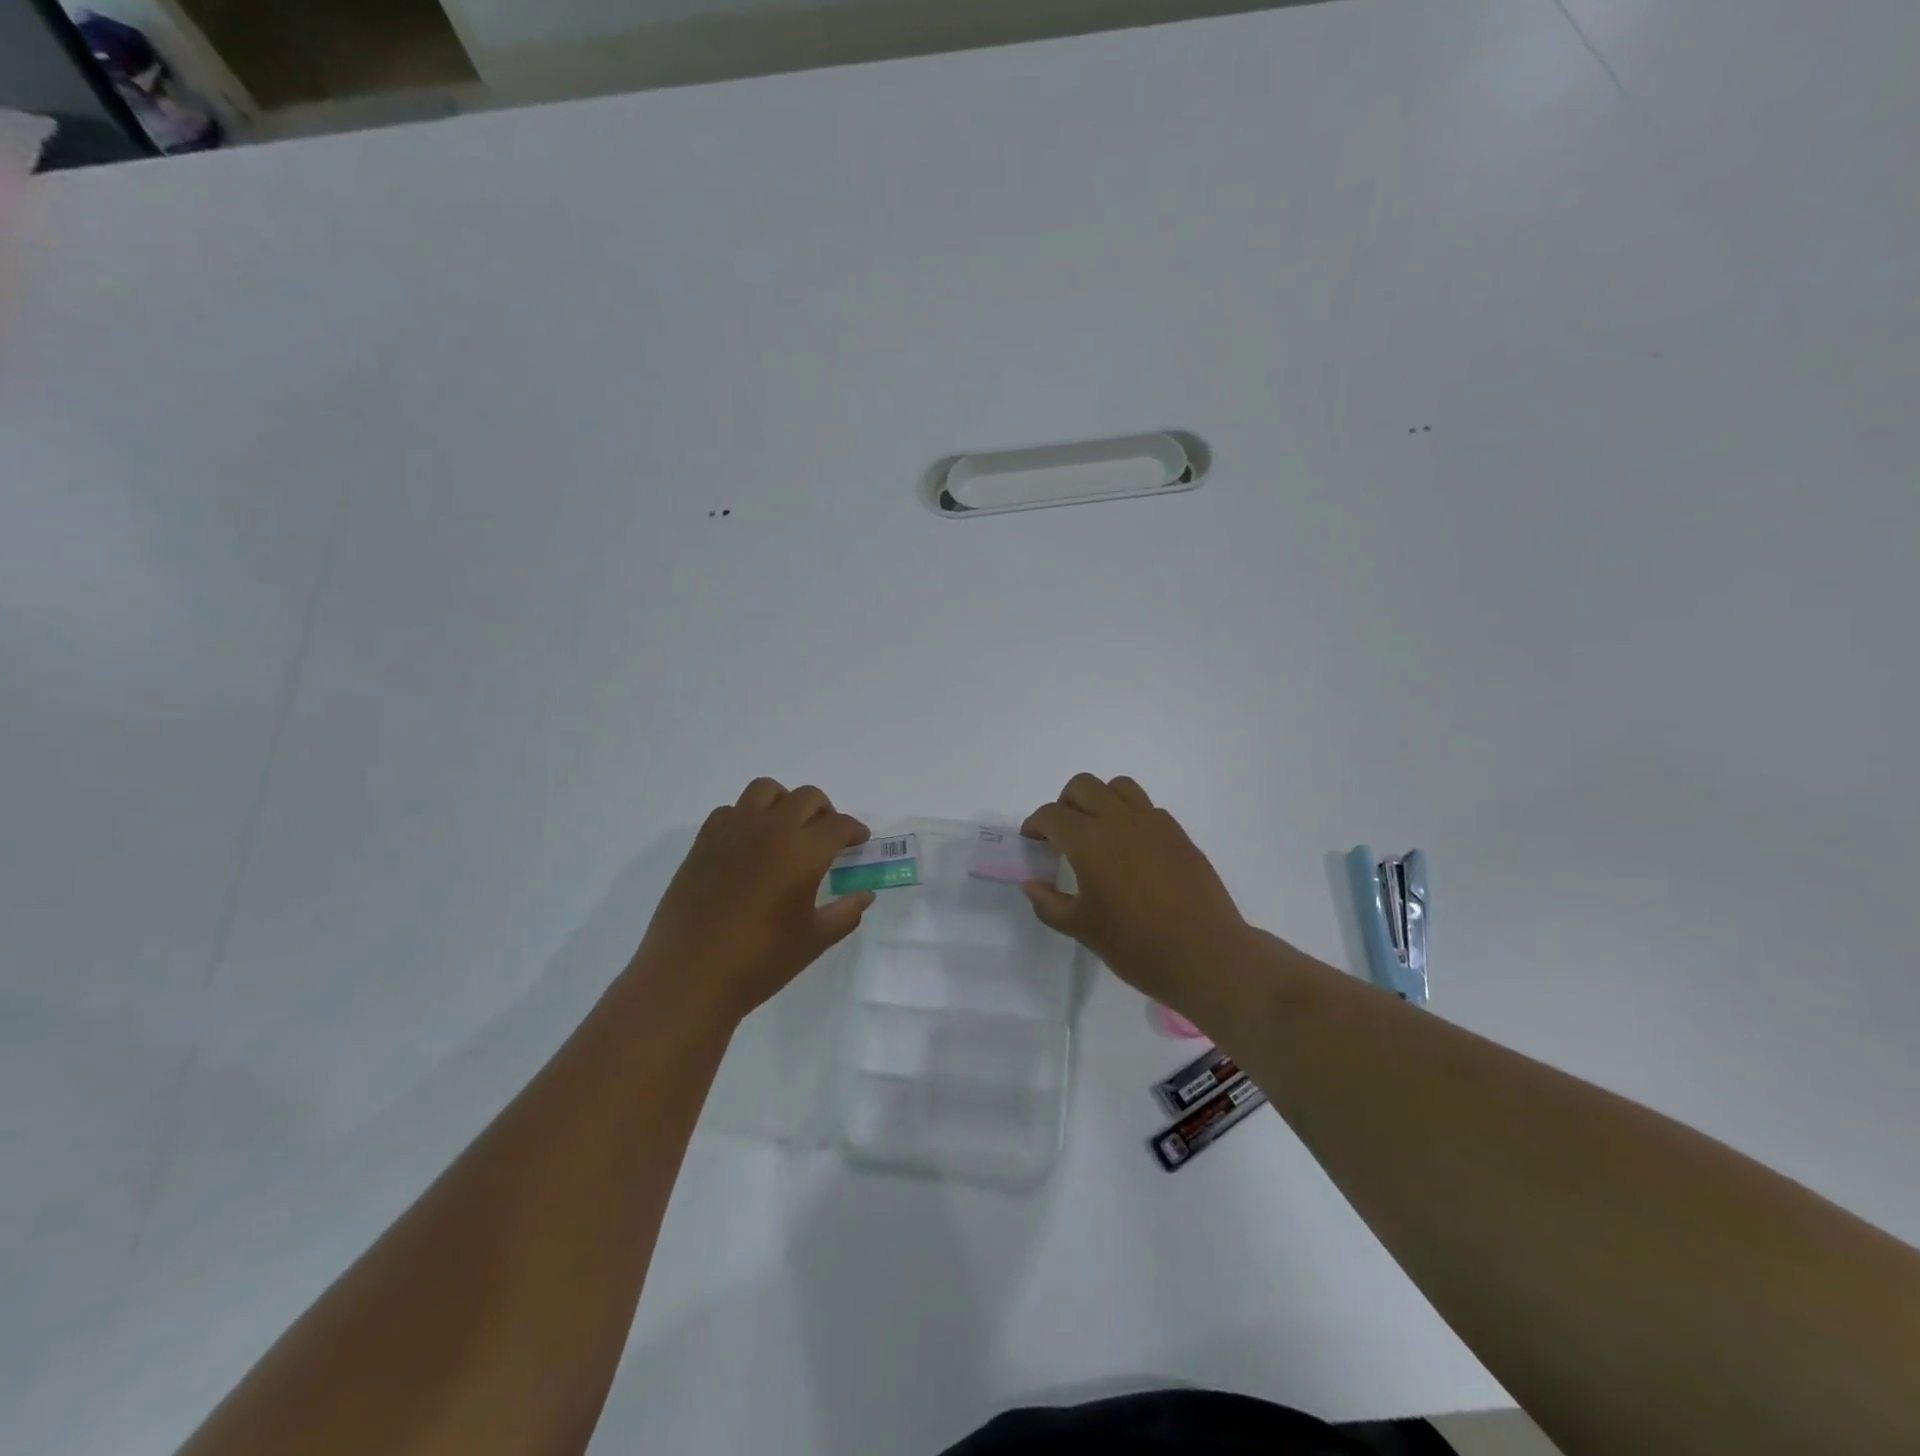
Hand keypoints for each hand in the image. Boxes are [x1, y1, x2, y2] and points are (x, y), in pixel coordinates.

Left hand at [632, 778, 872, 1023]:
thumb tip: (864, 894)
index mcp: (804, 851)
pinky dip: (747, 817)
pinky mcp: (704, 842)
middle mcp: (771, 829)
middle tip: (827, 838)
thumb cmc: (760, 961)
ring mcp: (734, 831)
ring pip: (766, 790)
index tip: (858, 843)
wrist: (689, 976)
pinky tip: (749, 846)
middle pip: (807, 797)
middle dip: (825, 812)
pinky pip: (731, 810)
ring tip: (787, 831)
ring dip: (785, 803)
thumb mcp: (814, 940)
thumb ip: (845, 912)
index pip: (839, 825)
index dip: (854, 831)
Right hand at [1021, 774, 1250, 1014]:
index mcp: (1089, 842)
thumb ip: (1049, 903)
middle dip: (1065, 804)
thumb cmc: (1137, 945)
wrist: (1206, 955)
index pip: (1051, 815)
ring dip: (1100, 800)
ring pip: (1119, 787)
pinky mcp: (1179, 834)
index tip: (1032, 842)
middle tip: (1062, 835)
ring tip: (1098, 832)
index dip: (1035, 825)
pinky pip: (1147, 808)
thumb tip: (1031, 885)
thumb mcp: (1082, 929)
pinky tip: (1132, 850)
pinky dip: (1130, 817)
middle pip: (1083, 786)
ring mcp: (1154, 823)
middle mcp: (1120, 821)